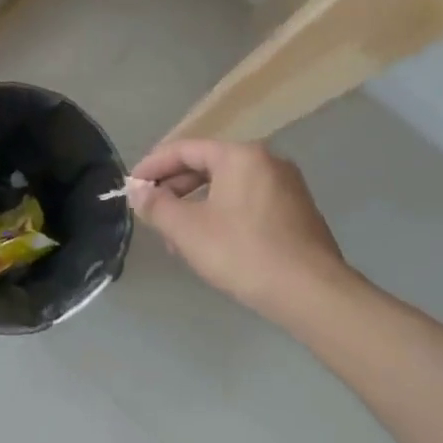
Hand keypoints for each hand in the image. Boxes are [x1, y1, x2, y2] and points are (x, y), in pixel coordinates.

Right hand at [127, 138, 353, 318]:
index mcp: (240, 155)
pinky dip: (221, 214)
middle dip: (174, 188)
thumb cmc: (243, 252)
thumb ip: (156, 205)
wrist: (312, 293)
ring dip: (195, 205)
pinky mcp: (297, 212)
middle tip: (151, 213)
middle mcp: (267, 161)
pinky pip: (247, 202)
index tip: (131, 186)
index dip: (152, 166)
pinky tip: (210, 243)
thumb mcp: (187, 229)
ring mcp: (286, 186)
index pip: (184, 149)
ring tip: (176, 236)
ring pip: (227, 186)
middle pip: (207, 165)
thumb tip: (136, 190)